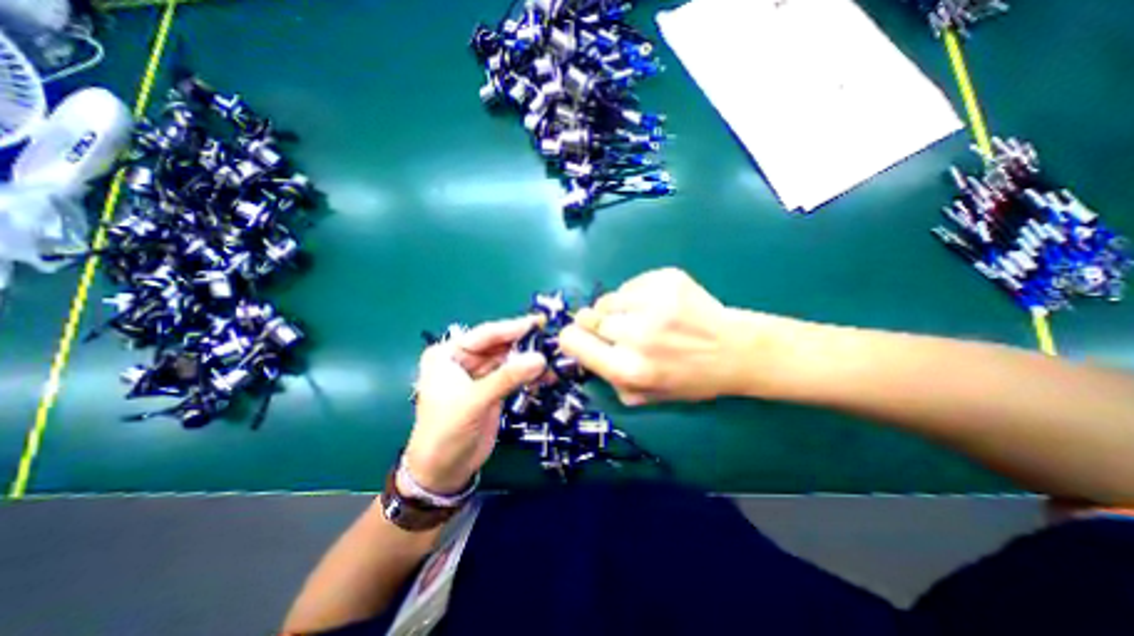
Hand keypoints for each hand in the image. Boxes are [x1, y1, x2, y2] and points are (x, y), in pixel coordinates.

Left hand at [404, 316, 546, 493]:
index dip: (512, 328)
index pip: (484, 335)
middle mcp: (463, 360)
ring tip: (553, 359)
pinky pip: (513, 376)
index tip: (538, 322)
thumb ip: (507, 378)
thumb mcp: (475, 401)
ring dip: (529, 360)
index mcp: (448, 354)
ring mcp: (479, 375)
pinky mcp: (492, 390)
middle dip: (524, 344)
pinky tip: (546, 376)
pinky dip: (529, 375)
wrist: (444, 471)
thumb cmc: (447, 432)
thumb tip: (540, 358)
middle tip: (550, 339)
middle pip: (499, 345)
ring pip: (508, 360)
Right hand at [561, 266, 796, 400]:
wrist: (736, 351)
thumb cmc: (690, 379)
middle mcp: (637, 334)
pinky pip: (631, 284)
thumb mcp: (647, 396)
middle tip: (618, 329)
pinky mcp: (667, 278)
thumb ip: (611, 381)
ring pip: (608, 298)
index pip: (573, 341)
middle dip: (596, 324)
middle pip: (588, 316)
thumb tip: (585, 355)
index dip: (571, 338)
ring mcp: (653, 302)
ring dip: (617, 309)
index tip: (578, 337)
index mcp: (629, 369)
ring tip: (640, 317)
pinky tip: (658, 305)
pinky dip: (636, 295)